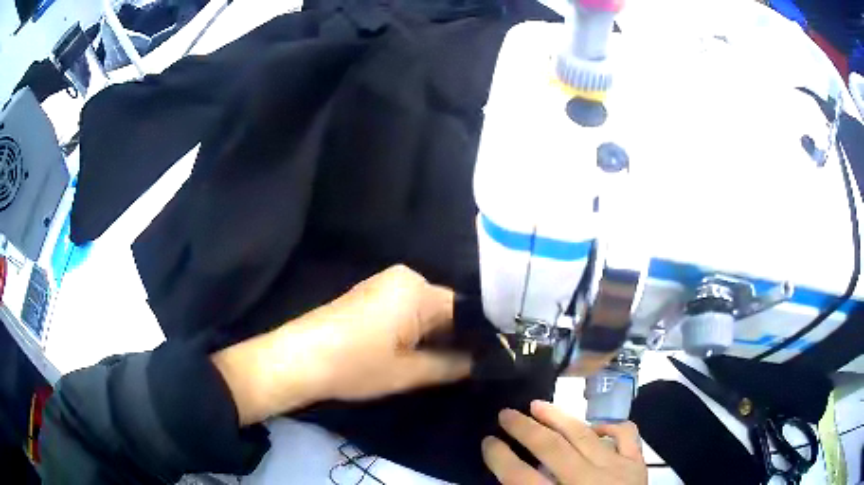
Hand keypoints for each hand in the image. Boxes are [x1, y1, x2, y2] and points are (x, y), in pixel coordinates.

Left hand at [307, 264, 471, 400]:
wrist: (298, 359)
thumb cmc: (355, 365)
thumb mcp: (410, 373)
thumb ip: (454, 365)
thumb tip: (482, 362)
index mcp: (418, 289)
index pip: (466, 310)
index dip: (478, 337)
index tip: (488, 360)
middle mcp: (405, 277)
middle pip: (446, 308)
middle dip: (456, 337)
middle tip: (466, 368)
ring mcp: (384, 283)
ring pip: (426, 310)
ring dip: (435, 335)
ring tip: (442, 364)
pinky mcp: (369, 294)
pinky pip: (406, 309)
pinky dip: (415, 330)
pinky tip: (413, 352)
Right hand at [482, 401, 647, 484]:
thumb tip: (512, 475)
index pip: (520, 477)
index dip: (500, 457)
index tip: (488, 441)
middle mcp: (588, 481)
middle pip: (552, 448)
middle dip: (524, 428)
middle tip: (505, 413)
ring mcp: (617, 469)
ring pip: (584, 434)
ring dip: (558, 417)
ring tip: (538, 405)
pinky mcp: (637, 464)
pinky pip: (626, 434)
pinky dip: (610, 425)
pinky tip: (595, 426)